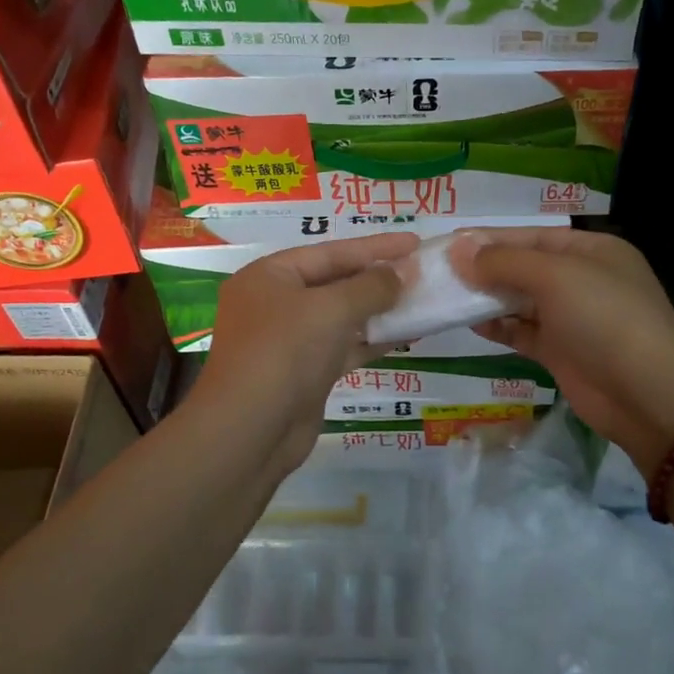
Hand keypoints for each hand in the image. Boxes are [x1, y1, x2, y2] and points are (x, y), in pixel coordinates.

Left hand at [192, 230, 418, 474]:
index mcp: (269, 276)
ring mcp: (288, 341)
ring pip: (341, 317)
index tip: (415, 242)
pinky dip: (372, 340)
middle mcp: (275, 303)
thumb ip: (371, 287)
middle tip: (423, 271)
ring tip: (422, 300)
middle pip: (335, 282)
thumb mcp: (331, 309)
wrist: (250, 432)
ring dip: (380, 310)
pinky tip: (407, 335)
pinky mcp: (304, 374)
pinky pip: (343, 347)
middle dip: (378, 278)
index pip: (330, 252)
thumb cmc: (284, 352)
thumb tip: (403, 271)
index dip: (375, 247)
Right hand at [451, 227, 673, 469]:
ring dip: (487, 298)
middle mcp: (582, 280)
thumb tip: (458, 250)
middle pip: (524, 267)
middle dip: (484, 268)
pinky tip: (470, 323)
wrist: (646, 394)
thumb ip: (504, 262)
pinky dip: (499, 327)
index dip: (489, 238)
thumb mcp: (555, 276)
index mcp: (591, 250)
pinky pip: (523, 332)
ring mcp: (572, 318)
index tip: (448, 243)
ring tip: (446, 296)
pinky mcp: (562, 352)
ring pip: (520, 300)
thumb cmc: (604, 318)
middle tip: (438, 271)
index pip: (531, 236)